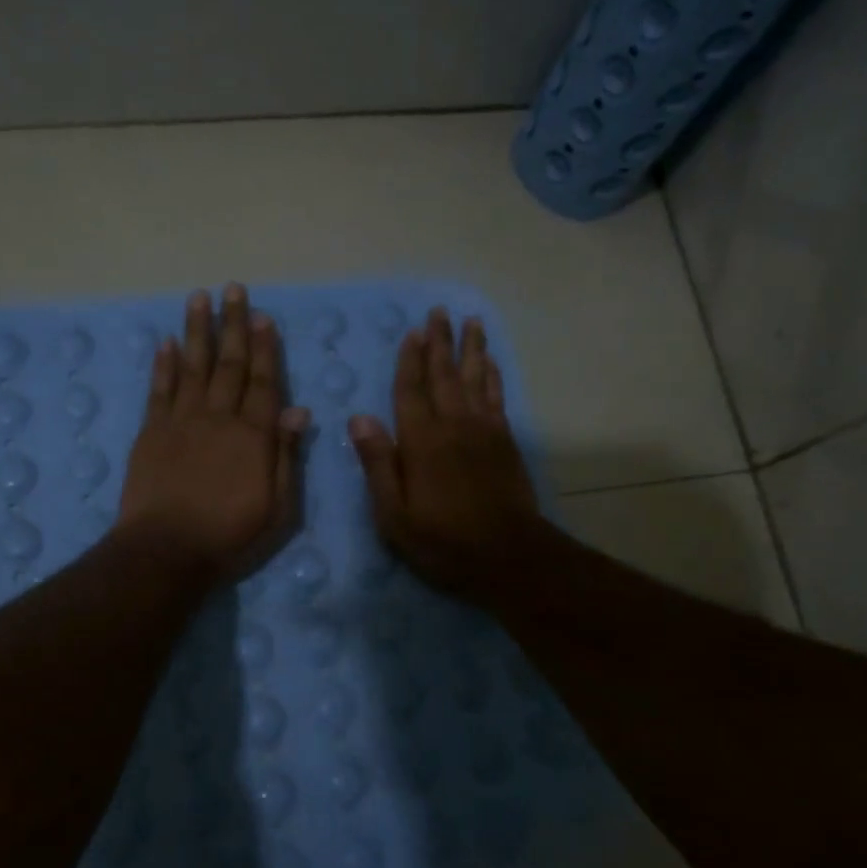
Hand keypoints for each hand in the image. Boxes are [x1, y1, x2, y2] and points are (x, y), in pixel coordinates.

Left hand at [117, 284, 310, 586]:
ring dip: (196, 331)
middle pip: (229, 364)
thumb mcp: (278, 508)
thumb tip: (299, 410)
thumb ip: (287, 456)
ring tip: (199, 298)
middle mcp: (218, 418)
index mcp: (253, 436)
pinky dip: (162, 365)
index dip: (266, 348)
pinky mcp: (151, 433)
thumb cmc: (230, 536)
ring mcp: (181, 422)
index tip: (263, 316)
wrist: (165, 551)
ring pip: (191, 366)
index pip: (264, 382)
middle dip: (233, 325)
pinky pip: (158, 390)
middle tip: (233, 289)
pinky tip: (165, 342)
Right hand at [348, 307, 540, 602]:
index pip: (411, 391)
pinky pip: (497, 398)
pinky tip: (490, 363)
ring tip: (470, 321)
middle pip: (445, 375)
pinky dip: (493, 376)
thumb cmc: (442, 540)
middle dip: (440, 342)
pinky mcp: (505, 442)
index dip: (410, 361)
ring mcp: (484, 431)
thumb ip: (378, 463)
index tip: (412, 332)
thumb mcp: (394, 514)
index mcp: (421, 442)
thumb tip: (358, 418)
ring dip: (471, 349)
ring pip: (476, 379)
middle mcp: (453, 426)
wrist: (508, 556)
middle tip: (439, 311)